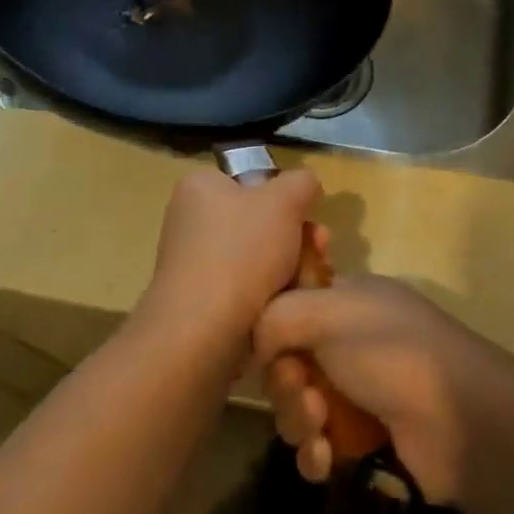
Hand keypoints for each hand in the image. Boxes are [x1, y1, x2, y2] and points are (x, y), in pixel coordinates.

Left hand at [136, 168, 321, 353]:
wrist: (202, 332)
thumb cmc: (241, 251)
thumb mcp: (284, 200)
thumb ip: (301, 183)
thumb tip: (305, 186)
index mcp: (200, 188)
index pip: (252, 180)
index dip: (285, 197)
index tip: (309, 215)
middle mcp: (192, 221)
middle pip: (261, 221)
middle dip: (298, 237)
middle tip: (321, 250)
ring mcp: (196, 264)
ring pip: (260, 258)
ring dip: (293, 267)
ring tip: (312, 281)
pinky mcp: (204, 303)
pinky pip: (249, 289)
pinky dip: (274, 295)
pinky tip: (293, 304)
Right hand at [255, 276, 506, 505]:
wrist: (458, 420)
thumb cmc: (390, 351)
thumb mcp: (327, 313)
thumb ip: (276, 317)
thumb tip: (257, 345)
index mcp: (347, 297)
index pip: (291, 304)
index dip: (273, 328)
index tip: (268, 347)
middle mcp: (350, 338)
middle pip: (289, 360)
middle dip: (286, 383)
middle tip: (304, 393)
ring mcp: (359, 388)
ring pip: (300, 405)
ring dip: (299, 420)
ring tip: (320, 429)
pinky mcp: (366, 437)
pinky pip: (319, 443)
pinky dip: (315, 452)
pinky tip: (326, 459)